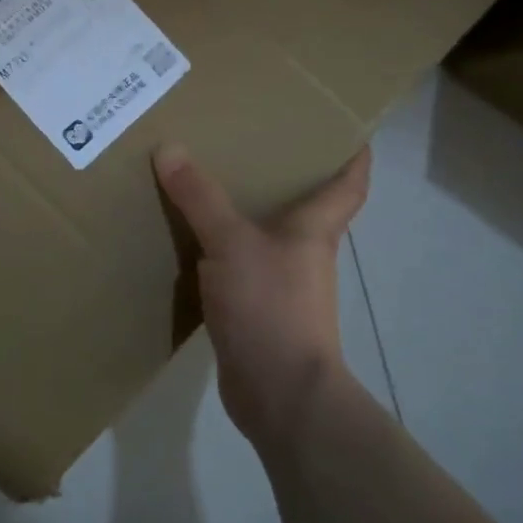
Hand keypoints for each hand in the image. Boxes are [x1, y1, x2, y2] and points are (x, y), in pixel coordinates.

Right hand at [153, 144, 372, 449]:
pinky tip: (185, 237)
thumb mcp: (230, 242)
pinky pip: (234, 265)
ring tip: (204, 179)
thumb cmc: (271, 307)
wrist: (279, 396)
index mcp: (313, 229)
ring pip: (262, 235)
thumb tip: (169, 147)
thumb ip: (200, 197)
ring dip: (240, 210)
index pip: (349, 183)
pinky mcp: (254, 310)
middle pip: (302, 204)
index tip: (348, 127)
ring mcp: (280, 284)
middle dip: (282, 173)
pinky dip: (215, 249)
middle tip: (247, 138)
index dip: (354, 154)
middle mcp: (302, 252)